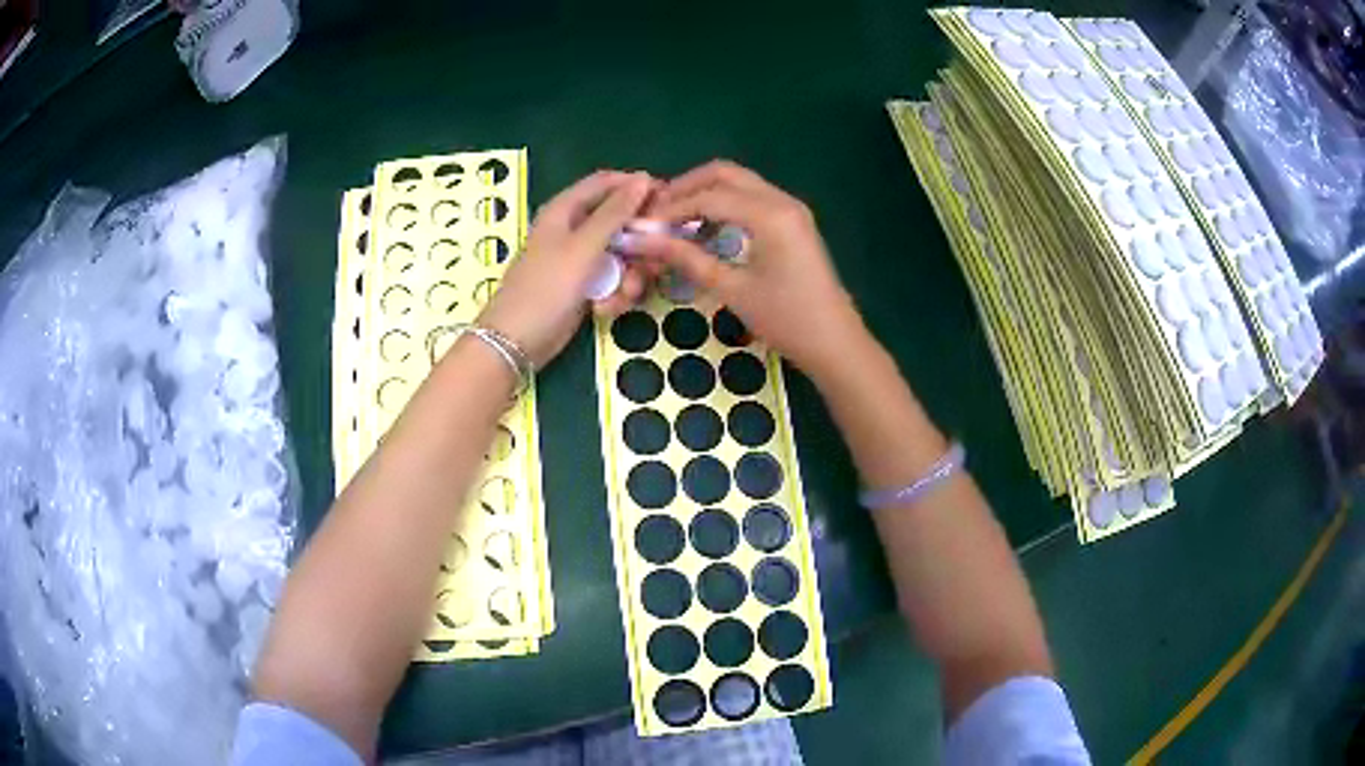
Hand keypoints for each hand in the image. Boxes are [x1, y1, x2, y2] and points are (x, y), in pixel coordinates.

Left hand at [478, 171, 653, 367]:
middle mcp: (574, 229)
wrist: (517, 343)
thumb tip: (643, 178)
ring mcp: (580, 259)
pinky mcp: (585, 286)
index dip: (636, 188)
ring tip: (625, 294)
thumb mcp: (583, 247)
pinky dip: (615, 294)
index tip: (667, 204)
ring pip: (622, 255)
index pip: (607, 183)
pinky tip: (605, 309)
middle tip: (654, 261)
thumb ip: (615, 213)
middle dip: (639, 243)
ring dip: (630, 275)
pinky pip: (613, 280)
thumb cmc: (546, 288)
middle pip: (620, 221)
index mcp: (566, 210)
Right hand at [636, 160, 867, 378]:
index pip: (708, 196)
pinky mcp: (793, 220)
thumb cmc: (785, 320)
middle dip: (686, 188)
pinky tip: (705, 230)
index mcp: (769, 214)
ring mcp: (790, 208)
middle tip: (656, 214)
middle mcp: (781, 200)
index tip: (641, 226)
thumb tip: (641, 240)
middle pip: (724, 174)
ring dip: (704, 194)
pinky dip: (724, 205)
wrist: (835, 342)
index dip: (670, 208)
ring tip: (674, 223)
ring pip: (738, 183)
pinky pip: (751, 198)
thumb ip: (686, 258)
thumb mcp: (732, 289)